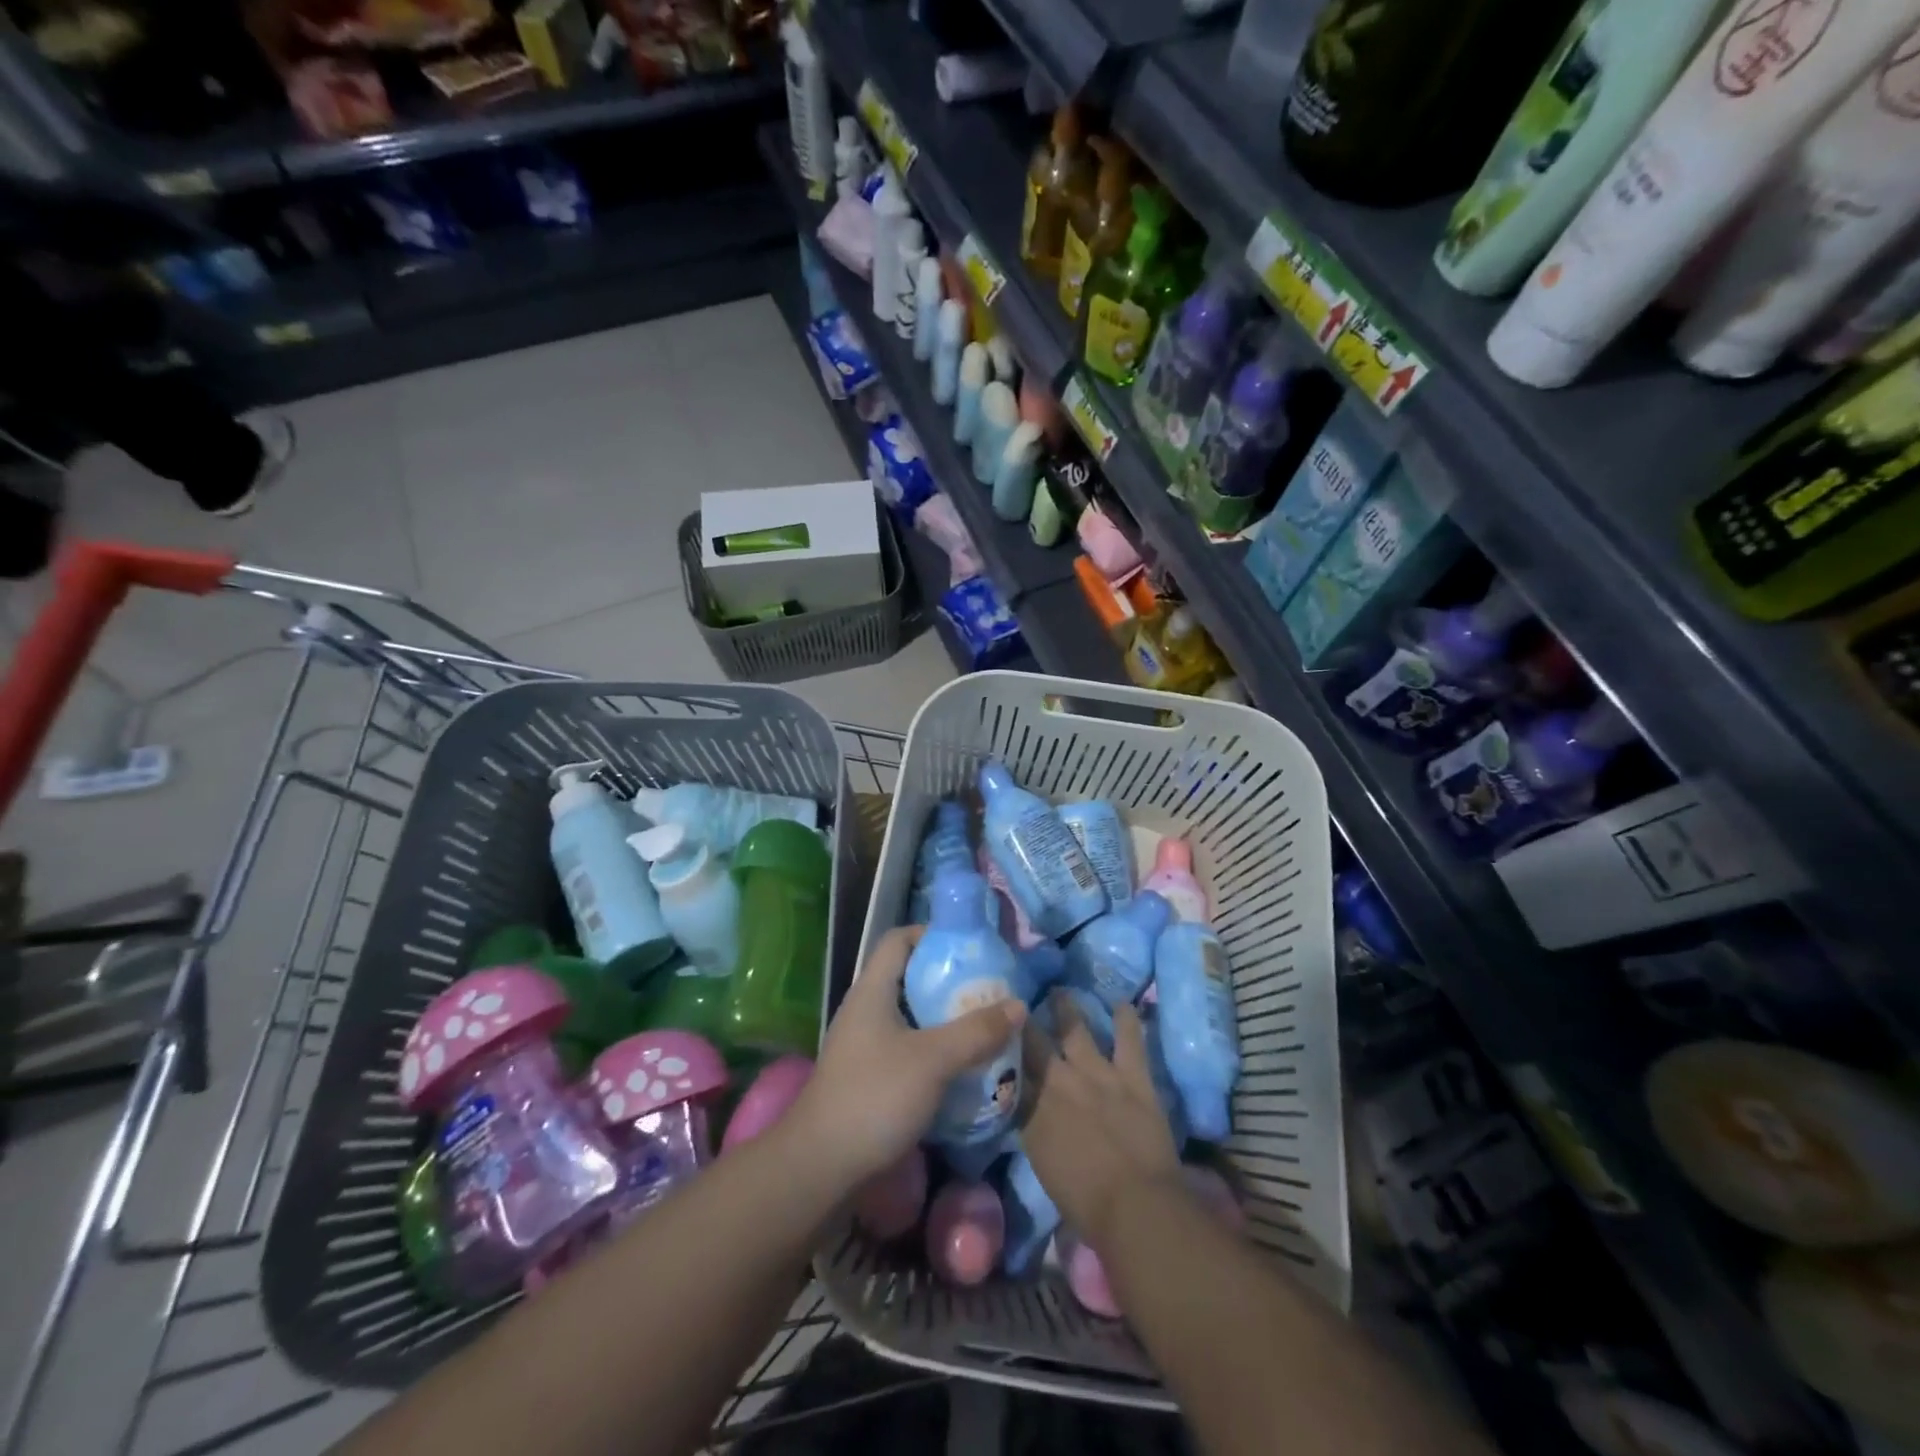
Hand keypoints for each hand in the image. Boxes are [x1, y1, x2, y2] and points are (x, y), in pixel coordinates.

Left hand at [789, 926, 1025, 1191]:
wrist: (820, 1168)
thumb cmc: (874, 1097)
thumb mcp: (933, 1059)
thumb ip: (976, 1031)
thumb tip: (1018, 1004)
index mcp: (872, 990)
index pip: (900, 939)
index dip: (933, 934)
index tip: (971, 948)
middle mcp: (866, 1011)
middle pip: (910, 978)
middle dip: (950, 982)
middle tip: (989, 991)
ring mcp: (866, 1047)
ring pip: (912, 1018)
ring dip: (946, 1021)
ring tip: (985, 1029)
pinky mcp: (870, 1079)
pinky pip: (909, 1051)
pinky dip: (936, 1052)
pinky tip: (964, 1069)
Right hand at [1021, 992, 1181, 1249]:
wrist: (1136, 1205)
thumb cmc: (1085, 1201)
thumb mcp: (1041, 1162)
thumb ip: (1031, 1127)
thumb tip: (1024, 1108)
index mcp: (1032, 1108)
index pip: (1010, 1069)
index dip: (1001, 1048)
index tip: (994, 1030)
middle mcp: (1058, 1080)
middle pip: (1034, 1041)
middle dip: (1023, 1020)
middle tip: (1018, 1002)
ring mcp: (1097, 1073)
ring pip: (1076, 1028)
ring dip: (1067, 1008)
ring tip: (1060, 991)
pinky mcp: (1132, 1075)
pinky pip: (1129, 1039)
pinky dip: (1126, 1020)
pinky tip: (1122, 1003)